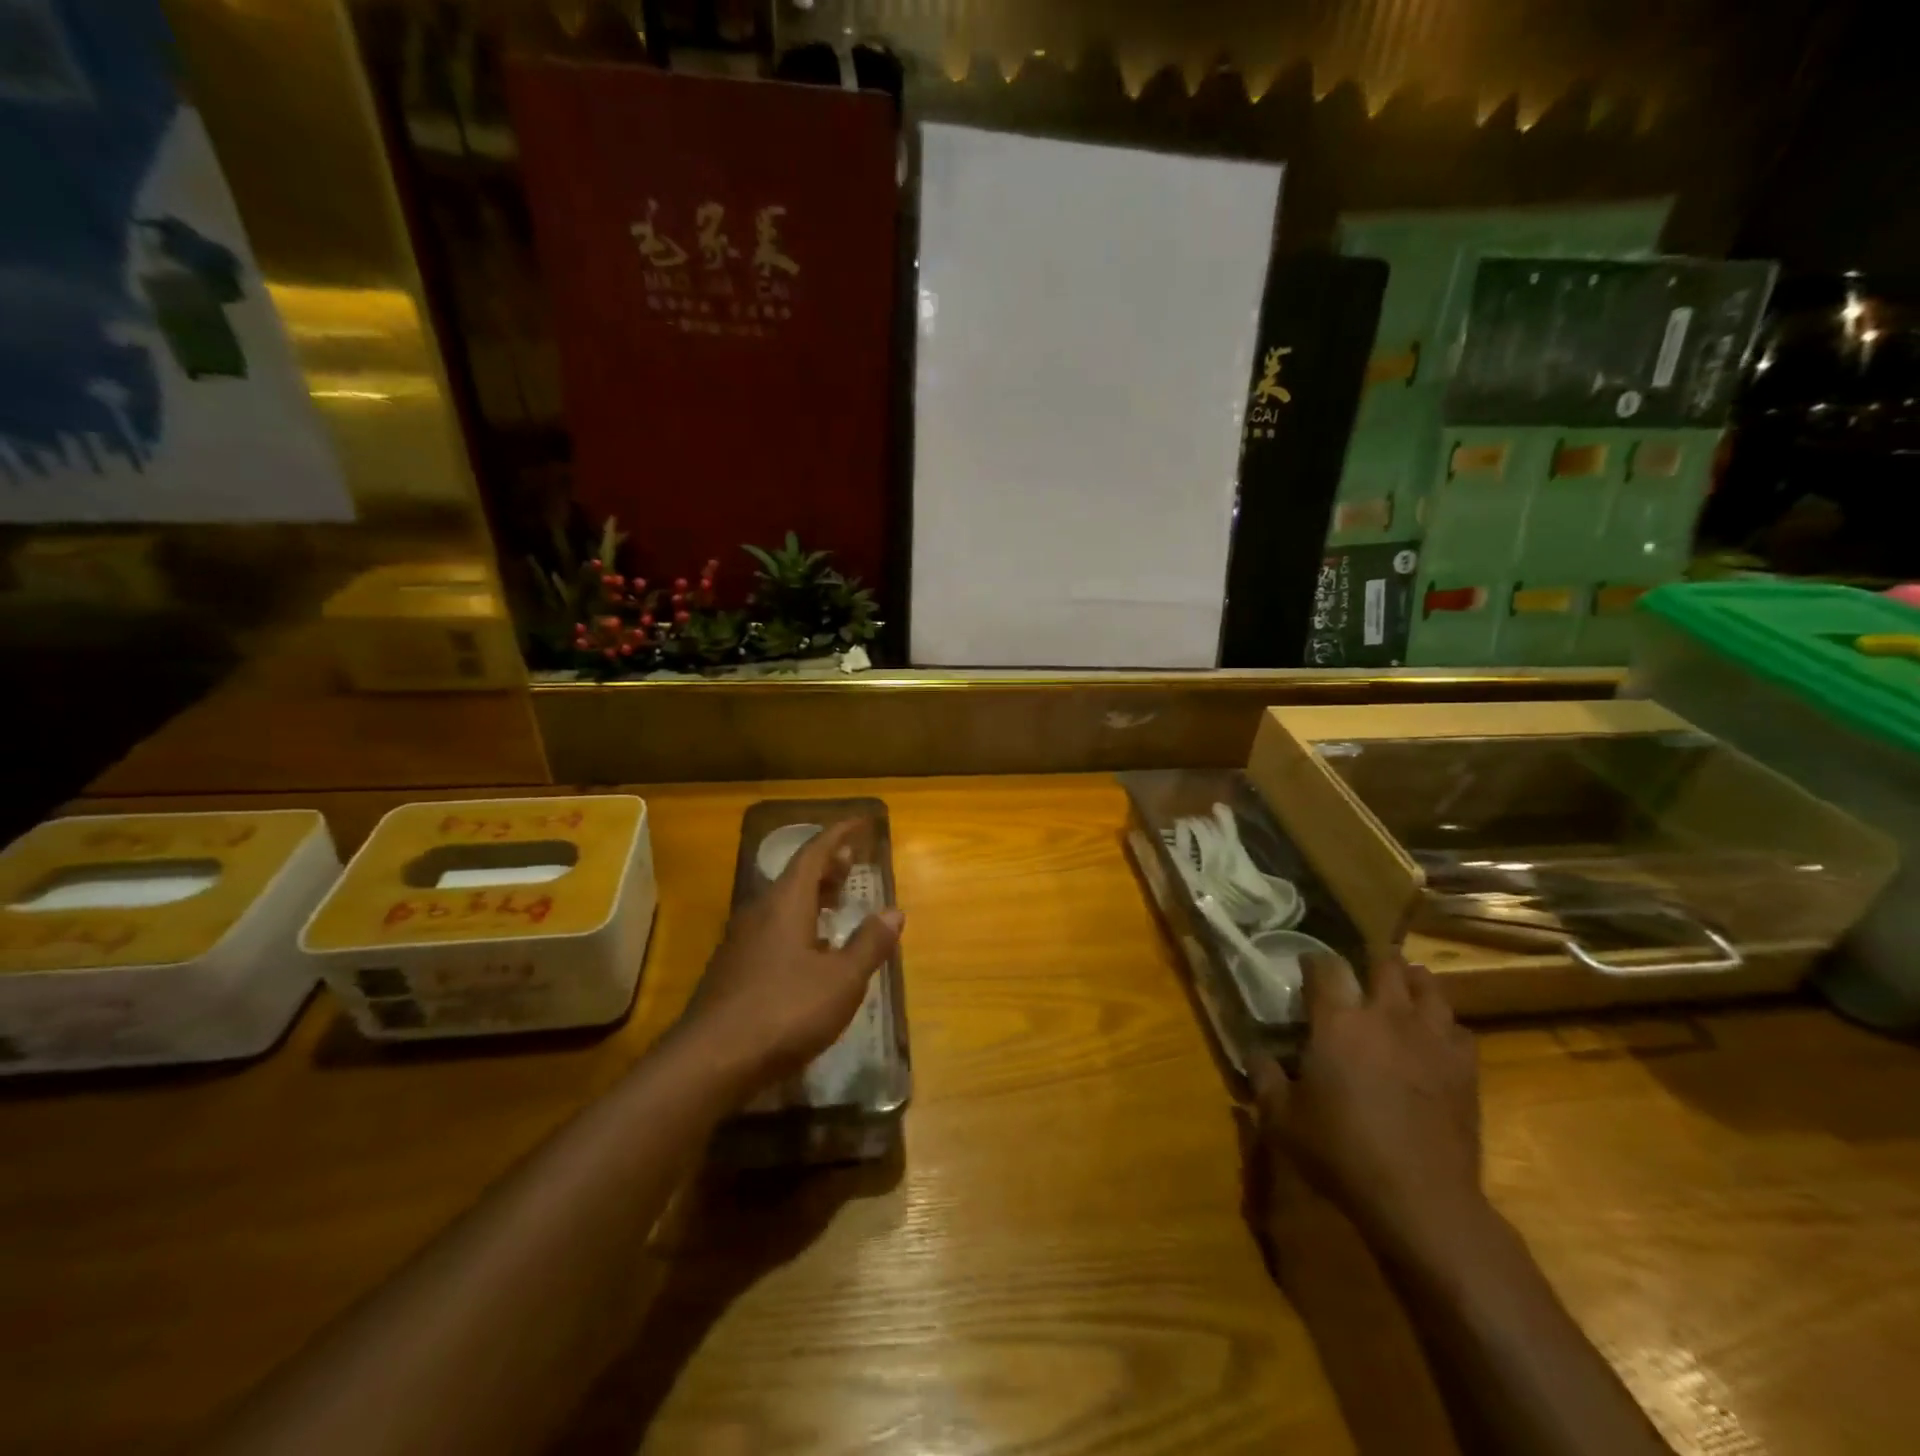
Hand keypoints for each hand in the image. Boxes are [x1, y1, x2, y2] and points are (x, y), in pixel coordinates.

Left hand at [678, 818, 903, 1098]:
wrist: (712, 1060)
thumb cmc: (785, 1011)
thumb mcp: (841, 980)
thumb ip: (869, 944)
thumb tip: (894, 911)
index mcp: (785, 903)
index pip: (813, 853)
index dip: (838, 834)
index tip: (860, 822)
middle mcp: (759, 913)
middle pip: (795, 876)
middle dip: (826, 865)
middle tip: (851, 863)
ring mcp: (741, 942)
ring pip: (781, 904)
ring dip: (811, 896)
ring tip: (836, 902)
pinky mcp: (732, 970)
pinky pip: (771, 930)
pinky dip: (798, 925)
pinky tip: (811, 952)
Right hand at [1247, 949, 1481, 1257]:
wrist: (1420, 1199)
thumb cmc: (1341, 1152)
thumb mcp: (1281, 1119)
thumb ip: (1263, 1076)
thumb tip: (1253, 1050)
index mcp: (1337, 1020)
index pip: (1325, 966)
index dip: (1313, 961)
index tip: (1306, 967)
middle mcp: (1385, 1015)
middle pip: (1384, 964)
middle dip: (1370, 963)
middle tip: (1358, 977)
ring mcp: (1430, 1038)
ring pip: (1428, 986)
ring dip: (1412, 983)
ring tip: (1400, 992)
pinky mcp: (1464, 1066)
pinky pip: (1458, 1027)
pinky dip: (1443, 1025)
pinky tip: (1432, 1038)